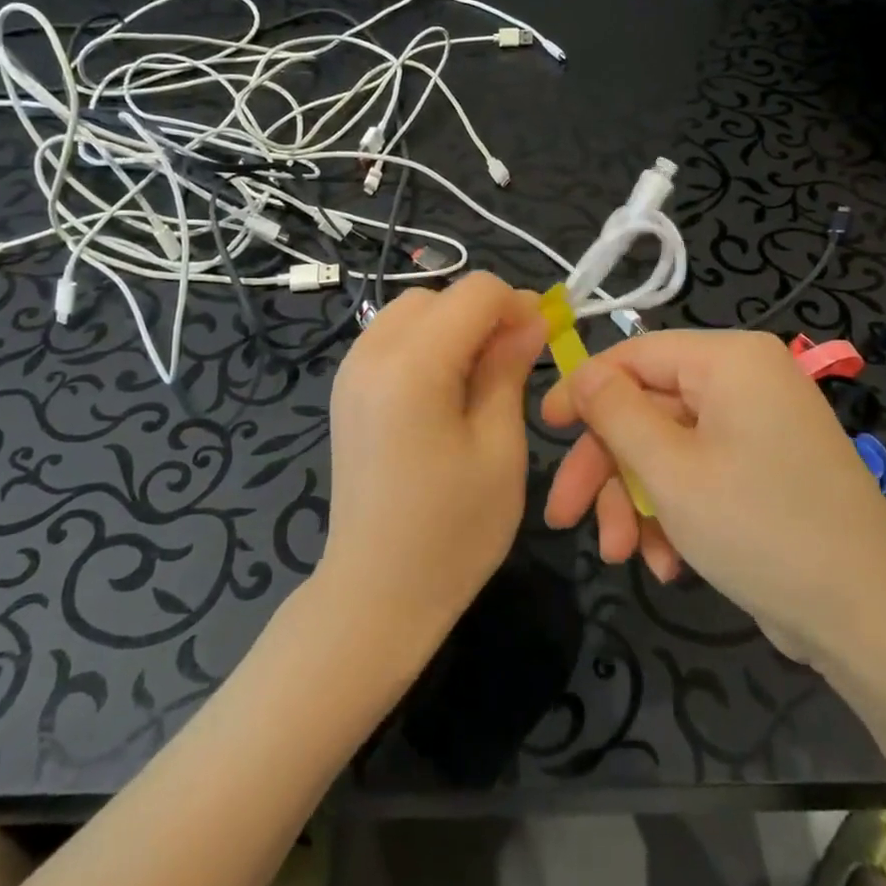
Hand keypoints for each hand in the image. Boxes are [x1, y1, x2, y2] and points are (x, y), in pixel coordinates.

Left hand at [317, 272, 547, 659]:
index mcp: (413, 365)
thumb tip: (529, 318)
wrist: (374, 593)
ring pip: (412, 310)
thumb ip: (509, 369)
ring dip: (452, 326)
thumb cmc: (452, 531)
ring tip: (478, 378)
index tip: (540, 340)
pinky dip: (424, 343)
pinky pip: (390, 337)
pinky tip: (442, 390)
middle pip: (440, 294)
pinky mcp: (345, 388)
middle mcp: (371, 352)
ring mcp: (350, 369)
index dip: (516, 305)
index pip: (475, 291)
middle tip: (513, 363)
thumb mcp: (499, 448)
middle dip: (483, 314)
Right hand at [541, 330, 885, 662]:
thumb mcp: (669, 470)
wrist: (870, 625)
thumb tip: (582, 370)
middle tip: (566, 516)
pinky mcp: (765, 471)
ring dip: (636, 500)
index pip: (635, 355)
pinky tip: (667, 563)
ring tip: (623, 555)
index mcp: (730, 360)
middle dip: (607, 468)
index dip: (585, 390)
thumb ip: (615, 412)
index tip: (545, 429)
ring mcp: (758, 428)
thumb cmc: (760, 529)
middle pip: (648, 409)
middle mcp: (746, 382)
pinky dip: (674, 513)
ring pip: (668, 449)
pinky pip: (700, 474)